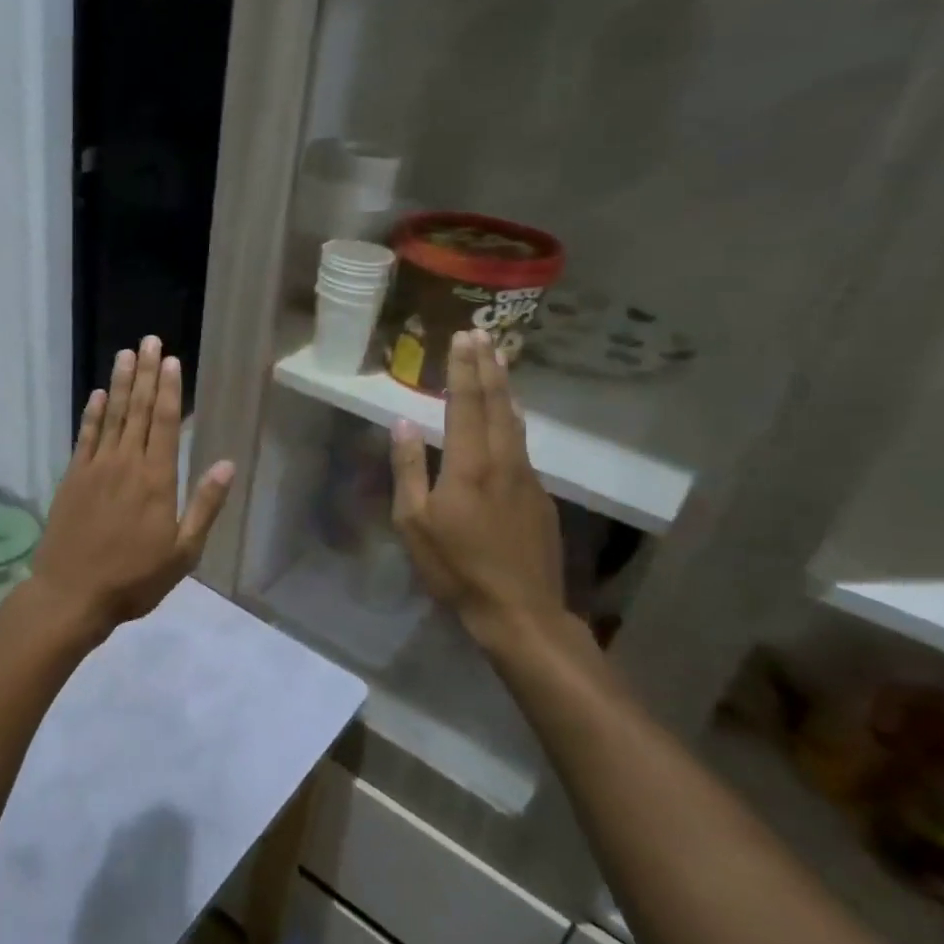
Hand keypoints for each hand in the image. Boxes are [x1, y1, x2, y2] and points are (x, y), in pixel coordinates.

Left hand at [33, 336, 234, 633]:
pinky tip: (96, 395)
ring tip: (125, 354)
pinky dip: (91, 414)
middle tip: (149, 340)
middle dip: (145, 373)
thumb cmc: (134, 578)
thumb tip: (228, 465)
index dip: (168, 389)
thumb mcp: (183, 553)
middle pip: (137, 410)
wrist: (72, 594)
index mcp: (156, 480)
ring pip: (110, 416)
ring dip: (119, 383)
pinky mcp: (72, 478)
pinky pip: (85, 437)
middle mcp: (126, 464)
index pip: (163, 423)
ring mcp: (95, 468)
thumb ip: (205, 506)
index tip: (170, 360)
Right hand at [390, 329, 566, 652]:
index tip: (462, 337)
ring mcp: (527, 477)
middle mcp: (503, 461)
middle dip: (488, 366)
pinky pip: (523, 444)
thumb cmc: (455, 567)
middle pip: (498, 403)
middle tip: (483, 334)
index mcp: (469, 465)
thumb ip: (409, 469)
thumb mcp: (414, 522)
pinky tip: (508, 417)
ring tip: (499, 362)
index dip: (463, 368)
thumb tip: (403, 423)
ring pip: (516, 421)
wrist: (520, 610)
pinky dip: (512, 418)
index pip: (466, 404)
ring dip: (505, 388)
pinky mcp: (540, 496)